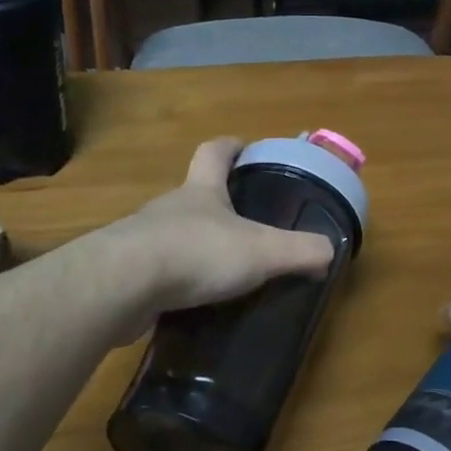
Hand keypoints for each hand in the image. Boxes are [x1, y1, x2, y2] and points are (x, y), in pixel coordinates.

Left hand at [104, 138, 335, 334]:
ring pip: (173, 234)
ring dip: (194, 245)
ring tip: (221, 271)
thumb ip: (300, 250)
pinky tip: (190, 303)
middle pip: (194, 195)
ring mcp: (143, 240)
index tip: (244, 147)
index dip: (230, 146)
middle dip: (216, 204)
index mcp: (201, 192)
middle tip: (244, 225)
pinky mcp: (126, 275)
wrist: (121, 285)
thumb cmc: (197, 253)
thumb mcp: (262, 251)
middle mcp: (170, 208)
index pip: (213, 152)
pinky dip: (174, 282)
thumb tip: (330, 251)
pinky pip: (156, 272)